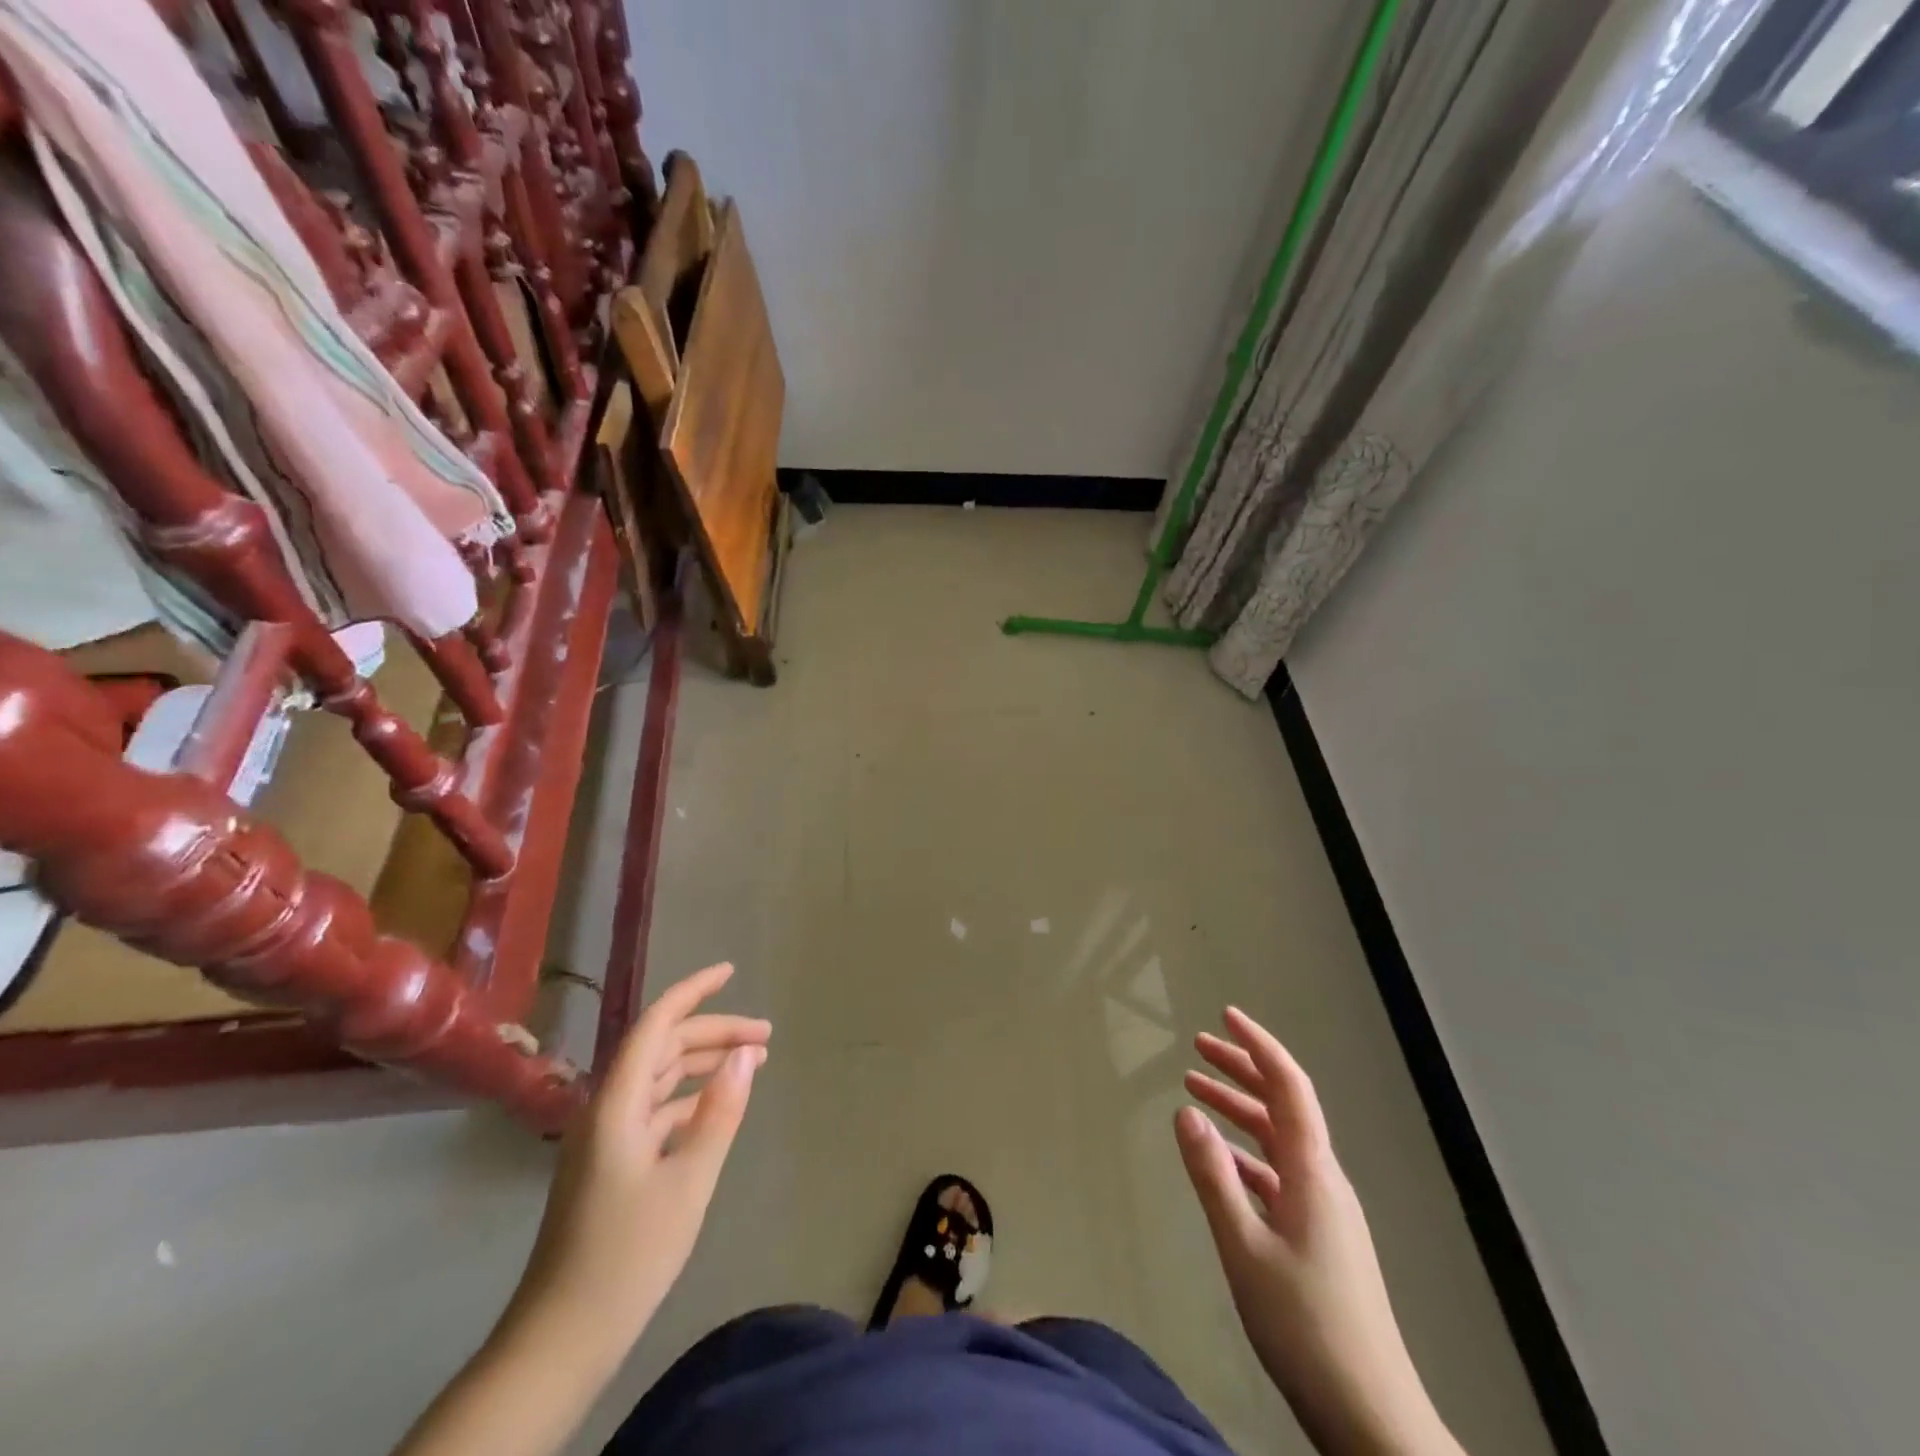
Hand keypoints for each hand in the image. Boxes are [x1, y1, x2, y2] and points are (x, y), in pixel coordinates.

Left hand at [508, 962, 770, 1356]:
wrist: (562, 1337)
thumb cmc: (628, 1255)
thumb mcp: (688, 1180)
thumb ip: (719, 1111)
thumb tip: (745, 1055)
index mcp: (617, 1103)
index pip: (656, 1025)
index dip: (693, 992)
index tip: (729, 971)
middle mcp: (607, 1108)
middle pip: (663, 1048)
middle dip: (714, 1033)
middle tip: (765, 1036)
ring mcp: (606, 1136)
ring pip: (660, 1078)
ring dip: (704, 1063)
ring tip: (752, 1062)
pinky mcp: (611, 1162)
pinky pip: (655, 1108)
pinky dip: (689, 1097)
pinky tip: (718, 1105)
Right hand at [1176, 1008, 1460, 1455]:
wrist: (1370, 1416)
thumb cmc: (1305, 1325)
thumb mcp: (1245, 1247)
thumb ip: (1213, 1176)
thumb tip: (1186, 1110)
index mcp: (1312, 1172)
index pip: (1288, 1086)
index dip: (1258, 1045)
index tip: (1226, 1016)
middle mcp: (1322, 1179)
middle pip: (1283, 1105)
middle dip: (1242, 1069)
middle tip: (1198, 1047)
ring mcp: (1324, 1210)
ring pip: (1278, 1140)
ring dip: (1239, 1110)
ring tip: (1196, 1090)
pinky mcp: (1318, 1237)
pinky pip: (1277, 1174)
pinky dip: (1245, 1154)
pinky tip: (1219, 1159)